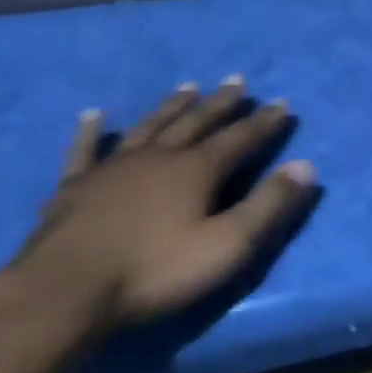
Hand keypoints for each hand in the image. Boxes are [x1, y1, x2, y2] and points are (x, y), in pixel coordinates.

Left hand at [6, 79, 319, 333]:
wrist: (65, 292)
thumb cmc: (154, 271)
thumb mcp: (227, 246)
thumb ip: (268, 206)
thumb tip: (306, 167)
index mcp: (196, 170)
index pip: (240, 138)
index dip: (264, 122)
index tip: (283, 103)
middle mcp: (159, 157)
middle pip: (196, 122)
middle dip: (221, 103)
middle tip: (238, 81)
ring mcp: (113, 168)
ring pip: (150, 127)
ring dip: (172, 106)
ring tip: (188, 87)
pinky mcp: (76, 187)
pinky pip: (86, 150)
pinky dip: (92, 132)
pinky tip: (93, 116)